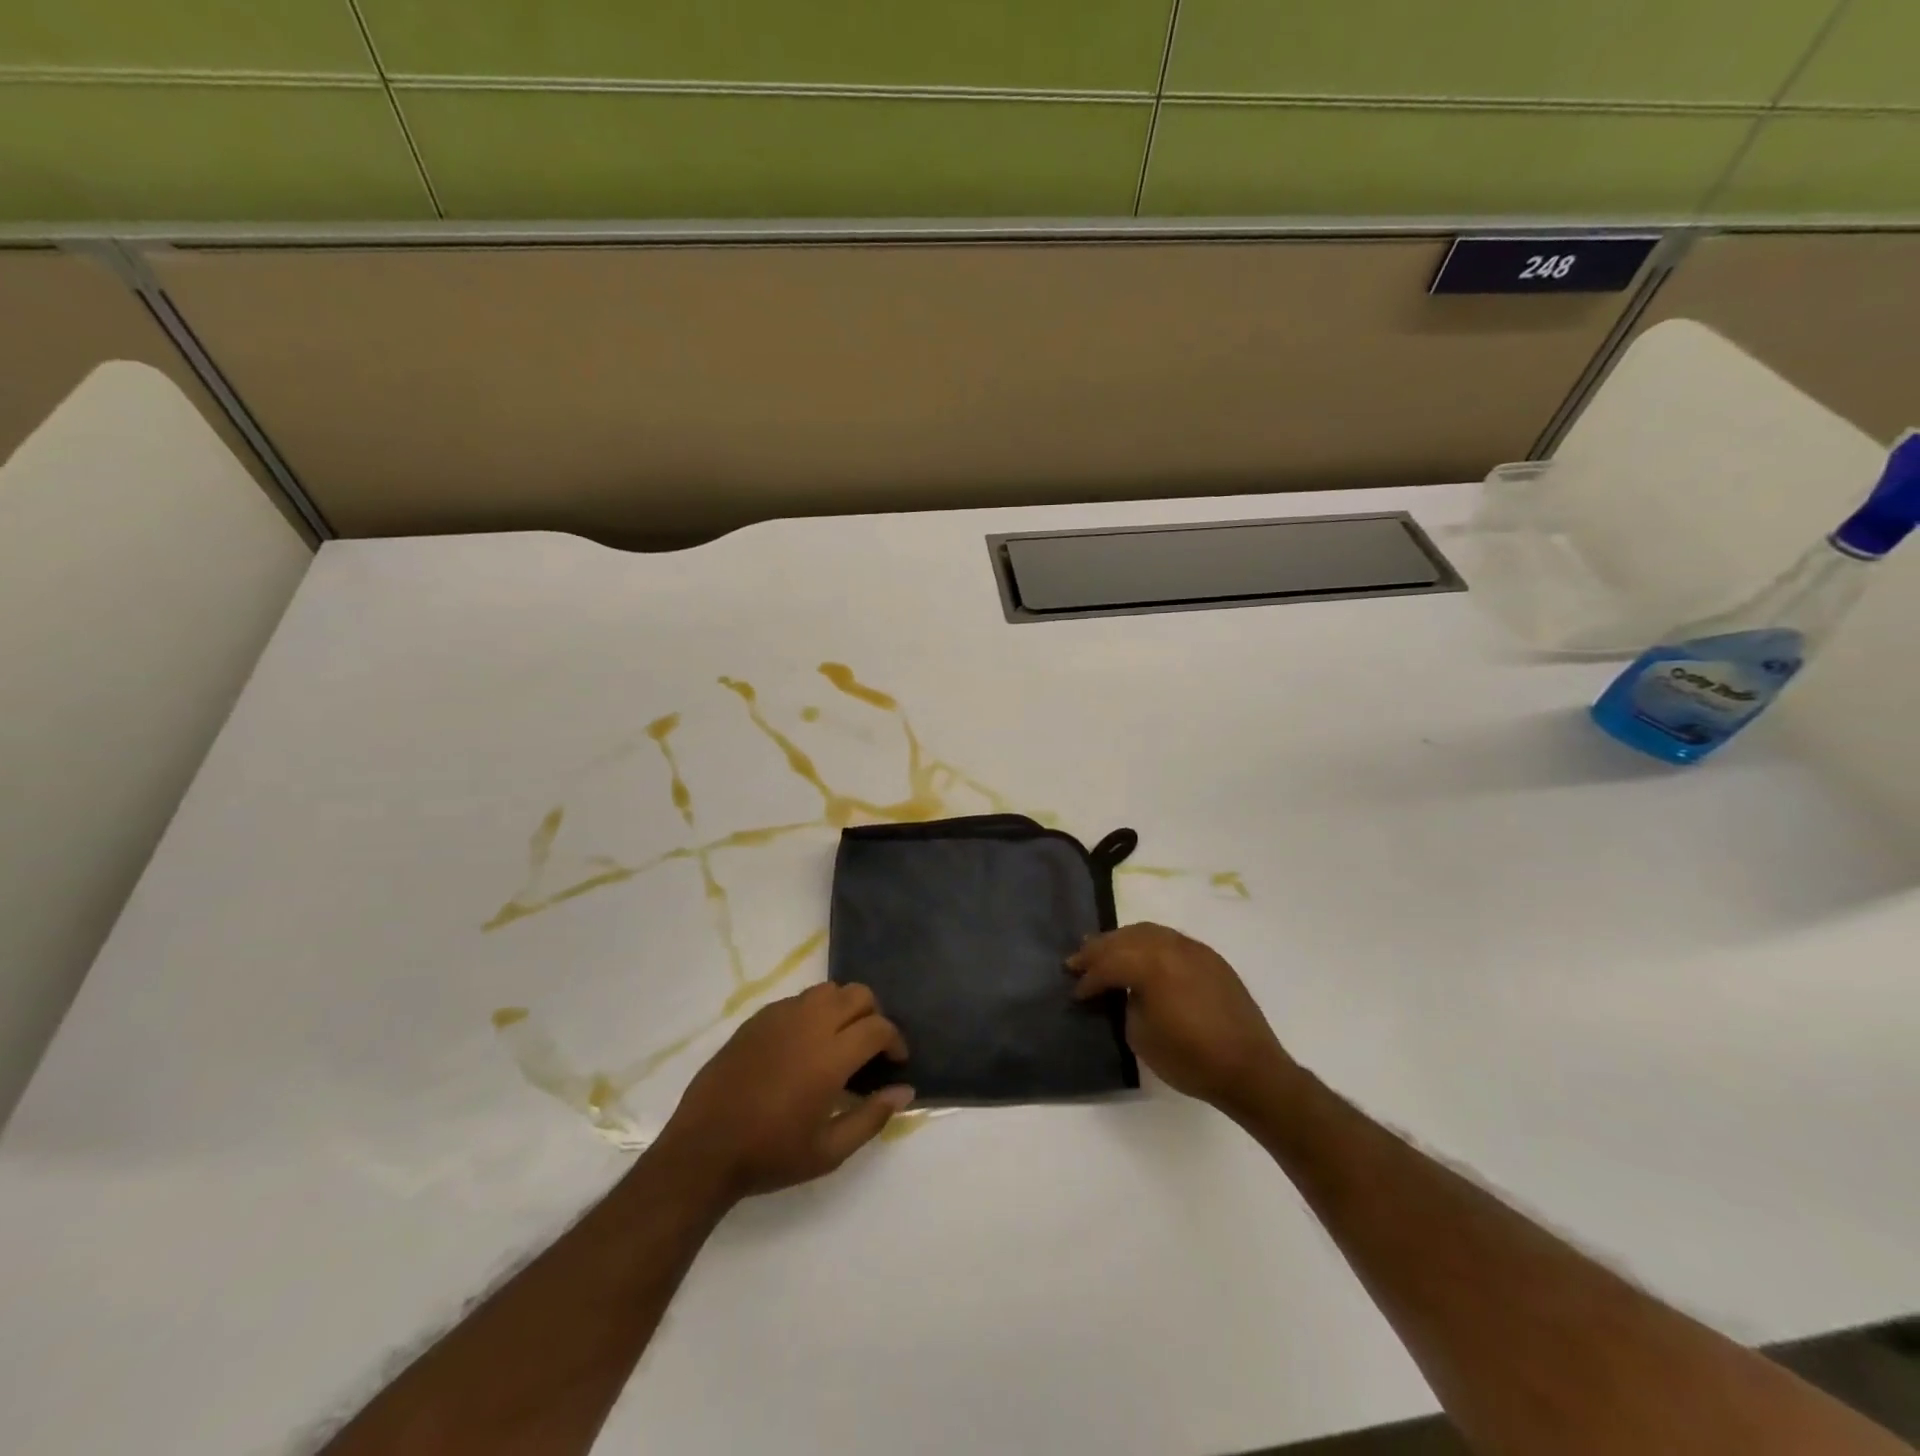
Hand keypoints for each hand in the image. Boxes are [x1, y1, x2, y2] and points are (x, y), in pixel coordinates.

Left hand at [653, 984, 913, 1205]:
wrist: (704, 1149)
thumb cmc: (770, 1155)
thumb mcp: (829, 1152)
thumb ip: (872, 1117)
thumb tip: (904, 1091)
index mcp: (830, 1056)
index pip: (878, 1027)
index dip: (895, 1040)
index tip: (895, 1061)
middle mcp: (809, 1025)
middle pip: (857, 994)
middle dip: (873, 1015)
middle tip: (870, 1048)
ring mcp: (780, 1016)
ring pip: (828, 990)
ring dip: (843, 1008)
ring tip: (839, 1040)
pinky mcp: (758, 1018)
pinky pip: (798, 999)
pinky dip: (813, 1012)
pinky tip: (804, 1044)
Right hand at [1068, 923, 1294, 1117]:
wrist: (1250, 1069)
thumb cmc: (1191, 1058)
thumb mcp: (1141, 1036)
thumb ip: (1127, 1003)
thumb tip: (1126, 991)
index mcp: (1151, 965)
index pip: (1108, 964)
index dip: (1088, 978)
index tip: (1075, 991)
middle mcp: (1171, 947)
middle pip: (1125, 938)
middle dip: (1098, 949)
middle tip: (1077, 960)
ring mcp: (1193, 949)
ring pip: (1148, 932)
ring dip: (1122, 940)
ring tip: (1104, 949)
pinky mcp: (1210, 958)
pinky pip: (1171, 940)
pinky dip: (1149, 943)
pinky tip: (1142, 955)